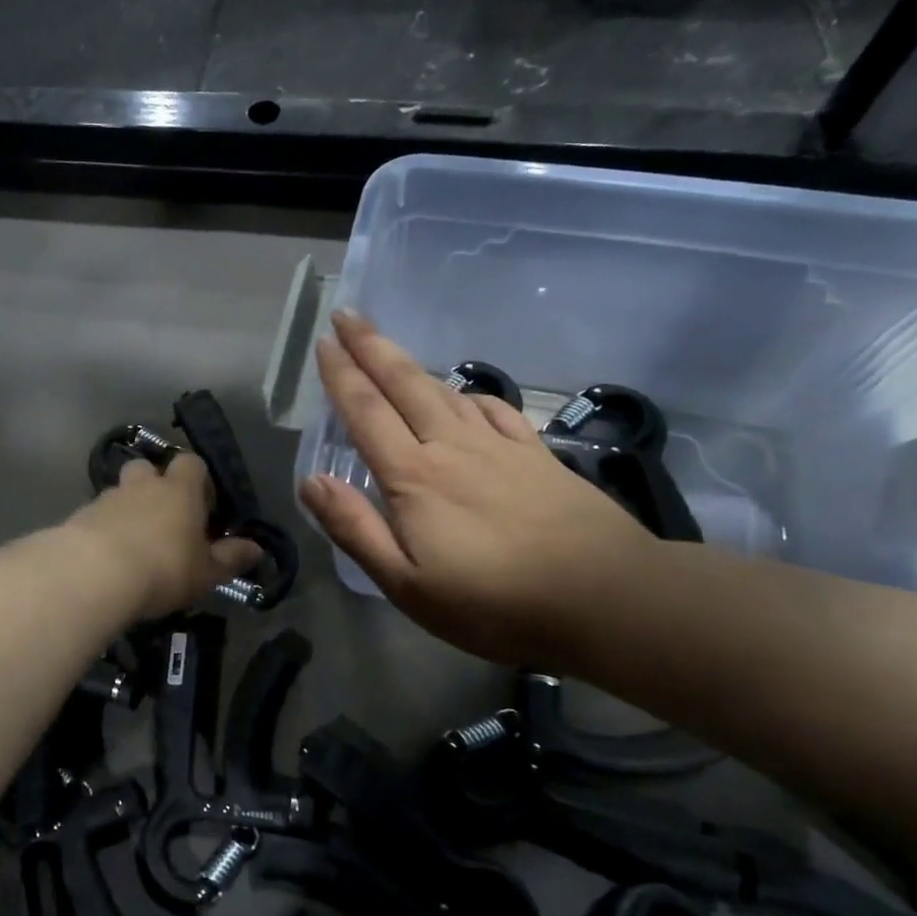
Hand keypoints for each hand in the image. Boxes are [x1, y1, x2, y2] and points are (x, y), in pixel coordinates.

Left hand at [63, 454, 262, 620]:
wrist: (93, 574)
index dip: (199, 481)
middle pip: (148, 468)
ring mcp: (107, 498)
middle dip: (154, 486)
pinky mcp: (79, 517)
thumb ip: (231, 558)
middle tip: (163, 519)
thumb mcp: (207, 572)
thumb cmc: (163, 568)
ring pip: (120, 492)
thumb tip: (257, 549)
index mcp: (179, 490)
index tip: (203, 508)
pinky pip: (96, 516)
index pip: (192, 463)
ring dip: (127, 509)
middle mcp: (142, 485)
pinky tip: (106, 558)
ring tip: (133, 544)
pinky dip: (103, 529)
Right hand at [299, 310, 656, 664]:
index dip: (341, 375)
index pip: (366, 412)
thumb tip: (311, 480)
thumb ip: (356, 529)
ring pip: (445, 391)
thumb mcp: (407, 584)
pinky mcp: (536, 456)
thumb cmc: (494, 602)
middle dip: (371, 347)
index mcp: (414, 476)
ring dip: (411, 365)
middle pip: (404, 384)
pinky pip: (495, 411)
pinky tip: (465, 396)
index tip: (324, 343)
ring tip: (389, 348)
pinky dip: (471, 396)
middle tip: (347, 314)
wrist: (605, 597)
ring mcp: (499, 447)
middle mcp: (451, 447)